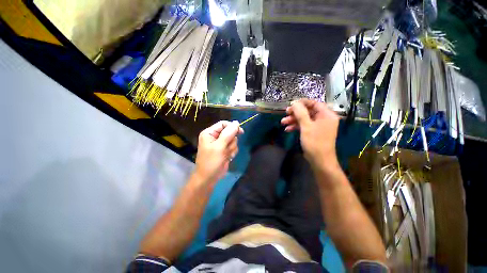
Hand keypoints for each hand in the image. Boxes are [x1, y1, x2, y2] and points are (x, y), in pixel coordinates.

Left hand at [194, 121, 243, 182]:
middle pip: (230, 132)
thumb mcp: (219, 146)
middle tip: (226, 148)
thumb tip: (236, 122)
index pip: (223, 124)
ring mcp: (220, 144)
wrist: (209, 178)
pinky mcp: (224, 150)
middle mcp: (215, 137)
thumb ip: (228, 133)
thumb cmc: (211, 161)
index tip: (240, 132)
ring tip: (226, 155)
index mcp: (210, 133)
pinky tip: (228, 158)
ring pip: (233, 140)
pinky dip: (232, 152)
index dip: (232, 127)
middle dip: (231, 141)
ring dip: (231, 148)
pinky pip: (233, 147)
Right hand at [281, 99, 339, 171]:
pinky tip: (287, 129)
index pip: (314, 103)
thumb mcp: (306, 126)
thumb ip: (300, 113)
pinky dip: (296, 126)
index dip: (302, 103)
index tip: (291, 104)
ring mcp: (319, 126)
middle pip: (308, 111)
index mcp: (327, 115)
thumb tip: (294, 102)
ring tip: (283, 122)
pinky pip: (305, 126)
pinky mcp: (314, 132)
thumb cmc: (314, 142)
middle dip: (295, 113)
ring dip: (294, 120)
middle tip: (285, 113)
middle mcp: (324, 119)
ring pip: (305, 119)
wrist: (319, 160)